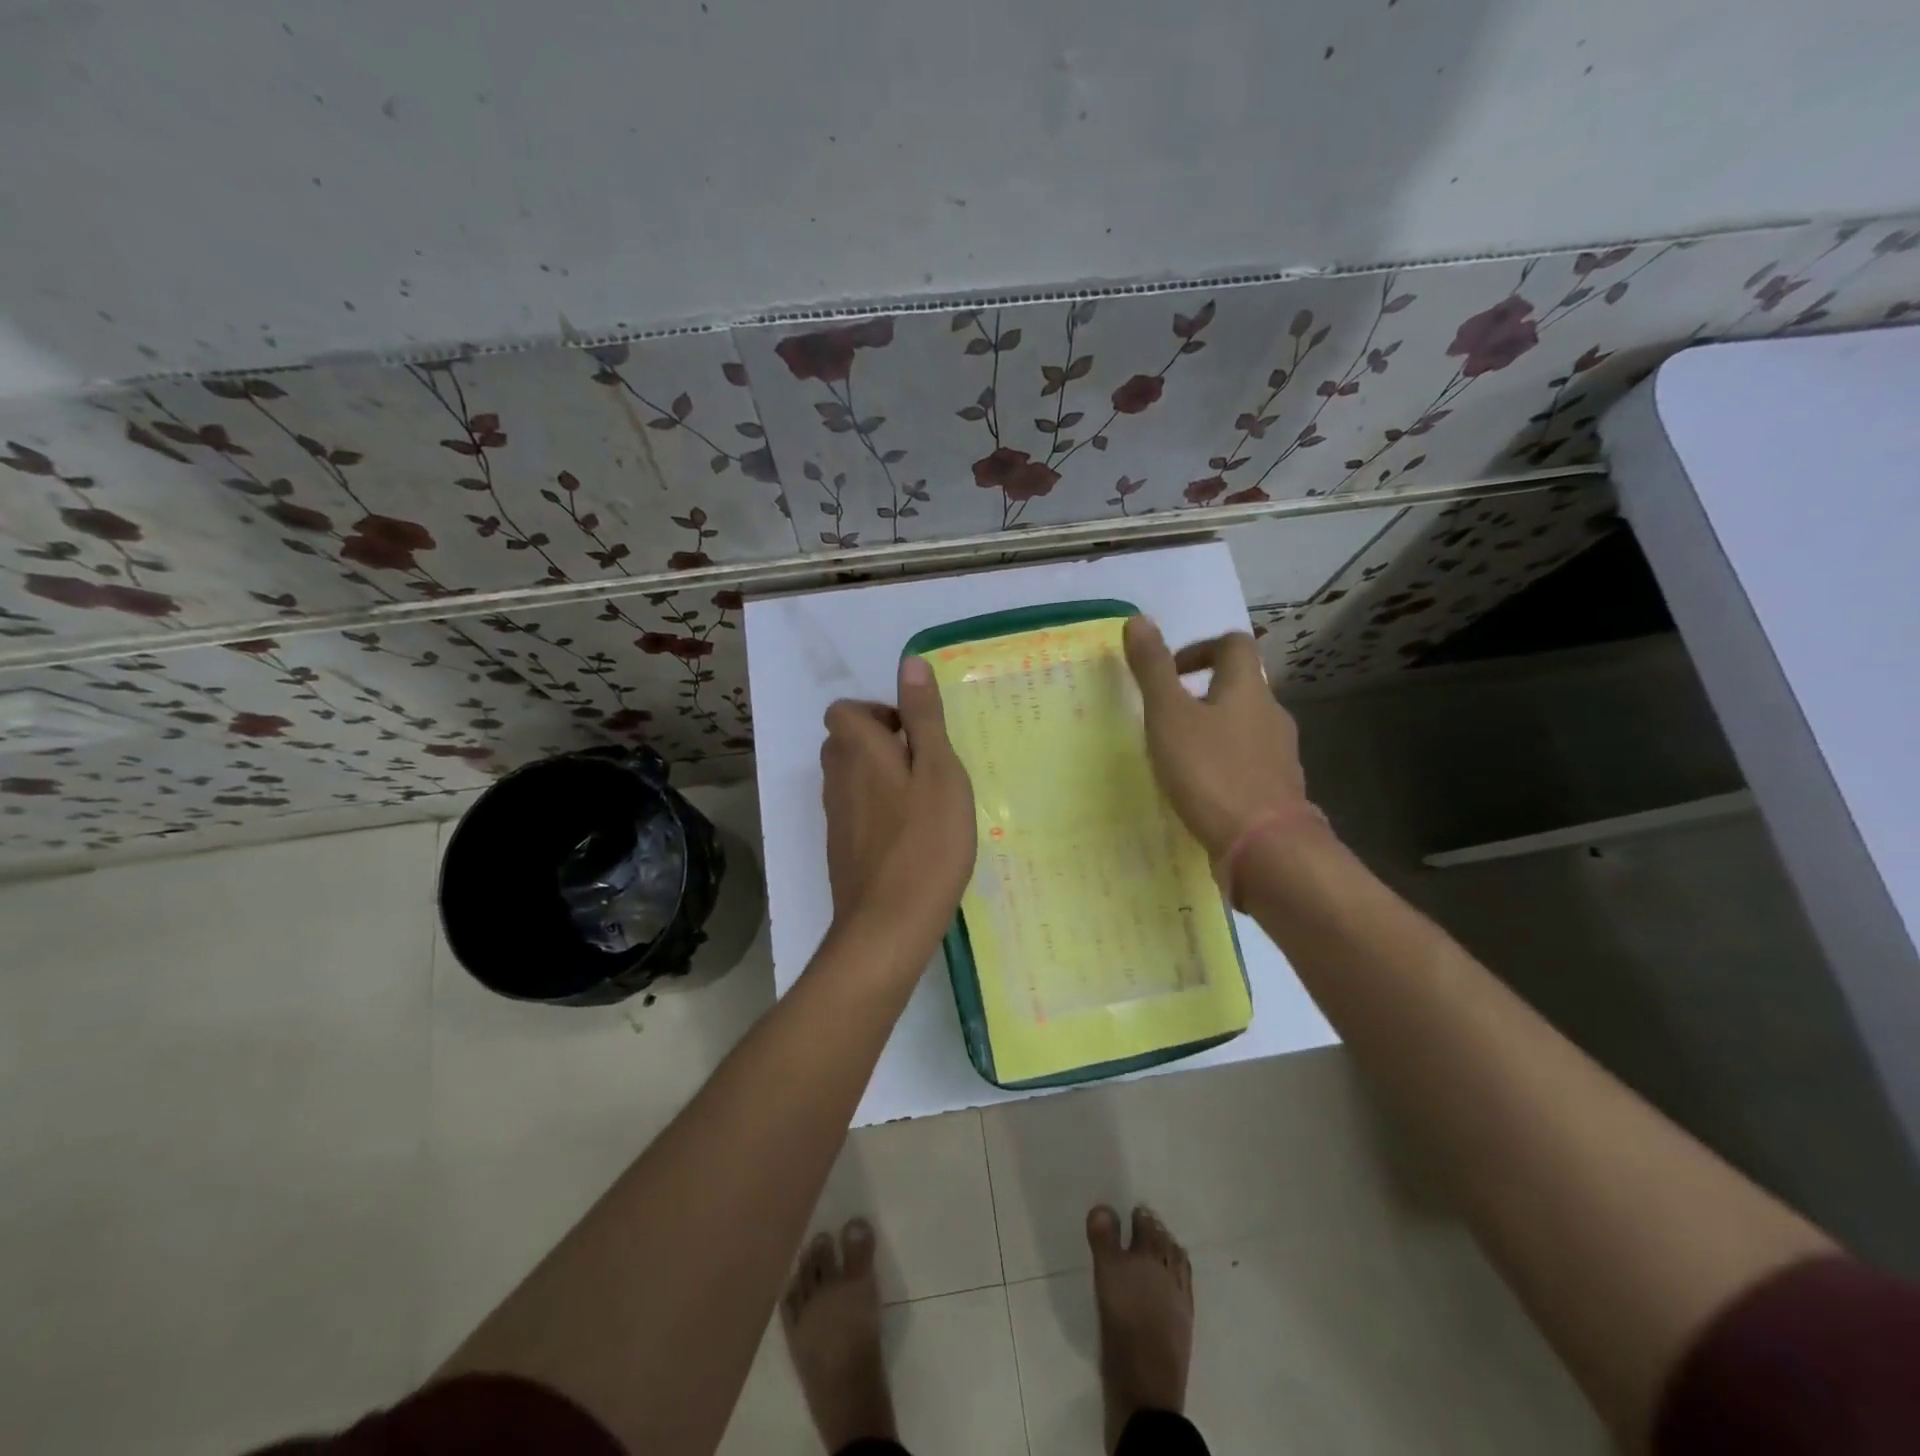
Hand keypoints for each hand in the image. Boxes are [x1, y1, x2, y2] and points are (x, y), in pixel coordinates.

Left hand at [820, 656, 976, 948]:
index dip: (879, 712)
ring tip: (925, 799)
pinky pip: (856, 809)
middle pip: (846, 741)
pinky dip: (879, 808)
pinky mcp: (842, 848)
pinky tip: (913, 834)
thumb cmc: (924, 842)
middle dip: (883, 742)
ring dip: (882, 776)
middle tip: (926, 764)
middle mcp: (836, 777)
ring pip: (851, 777)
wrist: (888, 925)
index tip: (916, 734)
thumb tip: (909, 663)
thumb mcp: (938, 771)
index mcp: (857, 749)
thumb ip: (924, 717)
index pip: (846, 710)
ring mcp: (835, 816)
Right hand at [1122, 616, 1311, 859]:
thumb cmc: (1211, 772)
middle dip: (1205, 692)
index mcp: (1247, 689)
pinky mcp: (1280, 789)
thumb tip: (1138, 619)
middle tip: (1168, 716)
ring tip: (1180, 755)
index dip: (1201, 648)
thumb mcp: (1169, 716)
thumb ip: (1153, 669)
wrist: (1264, 845)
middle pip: (1242, 686)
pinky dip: (1227, 763)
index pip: (1234, 644)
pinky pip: (1252, 762)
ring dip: (1216, 729)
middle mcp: (1271, 714)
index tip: (1171, 672)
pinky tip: (1203, 789)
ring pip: (1247, 726)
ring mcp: (1281, 754)